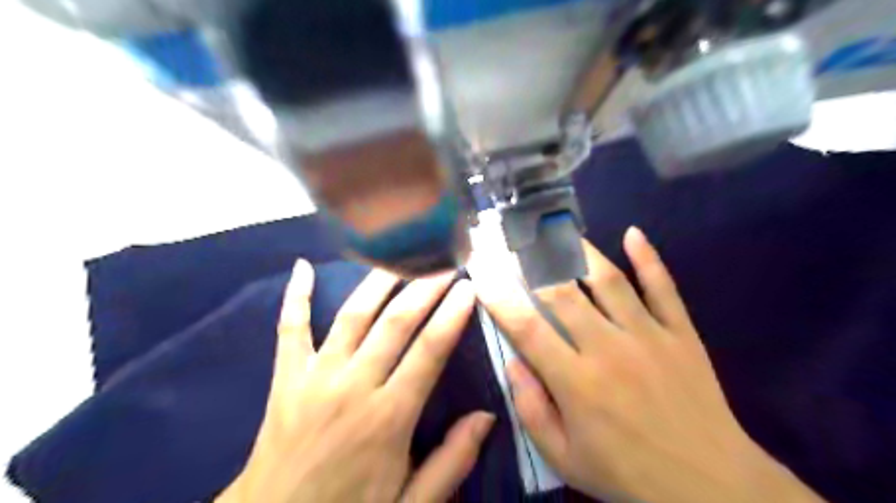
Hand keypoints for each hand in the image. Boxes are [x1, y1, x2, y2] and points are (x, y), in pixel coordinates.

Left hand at [219, 261, 492, 501]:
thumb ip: (452, 462)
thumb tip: (486, 416)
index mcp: (389, 417)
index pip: (430, 351)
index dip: (453, 315)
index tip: (469, 287)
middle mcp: (354, 386)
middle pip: (396, 323)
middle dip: (424, 288)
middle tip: (444, 263)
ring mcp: (315, 375)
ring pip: (353, 315)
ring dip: (380, 282)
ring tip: (402, 256)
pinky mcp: (286, 376)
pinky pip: (290, 327)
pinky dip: (295, 295)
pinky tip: (303, 267)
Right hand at [472, 228, 820, 502]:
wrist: (709, 484)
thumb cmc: (627, 473)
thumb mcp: (564, 458)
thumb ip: (531, 409)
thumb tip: (512, 363)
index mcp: (576, 381)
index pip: (526, 327)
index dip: (500, 296)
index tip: (482, 270)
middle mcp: (608, 348)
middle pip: (562, 293)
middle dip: (531, 263)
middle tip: (514, 239)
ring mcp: (649, 335)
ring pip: (608, 280)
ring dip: (579, 251)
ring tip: (557, 229)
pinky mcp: (681, 333)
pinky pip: (663, 287)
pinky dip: (649, 258)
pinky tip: (633, 233)